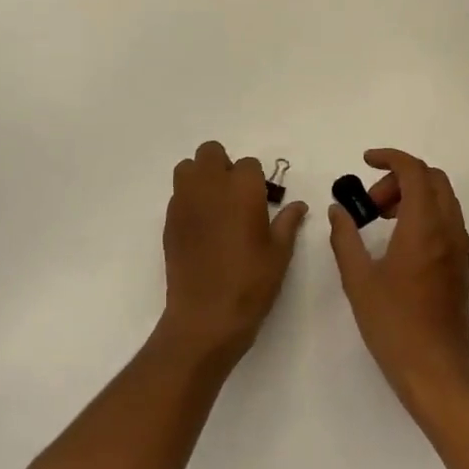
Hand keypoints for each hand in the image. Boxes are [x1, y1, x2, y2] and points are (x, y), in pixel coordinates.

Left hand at [159, 141, 307, 366]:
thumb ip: (288, 222)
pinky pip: (178, 195)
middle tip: (235, 195)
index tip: (260, 201)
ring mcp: (185, 201)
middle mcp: (211, 185)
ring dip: (201, 177)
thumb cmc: (251, 282)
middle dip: (224, 166)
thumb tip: (298, 206)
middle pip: (211, 152)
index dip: (256, 180)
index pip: (249, 164)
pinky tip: (201, 227)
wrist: (206, 315)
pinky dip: (189, 200)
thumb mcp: (279, 252)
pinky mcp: (169, 220)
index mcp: (242, 188)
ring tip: (214, 204)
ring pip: (188, 168)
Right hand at [328, 148, 468, 420]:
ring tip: (380, 220)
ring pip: (442, 198)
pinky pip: (446, 219)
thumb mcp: (358, 279)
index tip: (365, 161)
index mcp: (424, 228)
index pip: (414, 171)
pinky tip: (398, 241)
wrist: (436, 370)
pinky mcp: (461, 265)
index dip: (390, 157)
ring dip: (412, 194)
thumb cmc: (393, 324)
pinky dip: (423, 212)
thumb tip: (339, 210)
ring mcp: (460, 248)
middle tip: (370, 203)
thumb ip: (345, 238)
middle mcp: (448, 230)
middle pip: (432, 179)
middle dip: (399, 177)